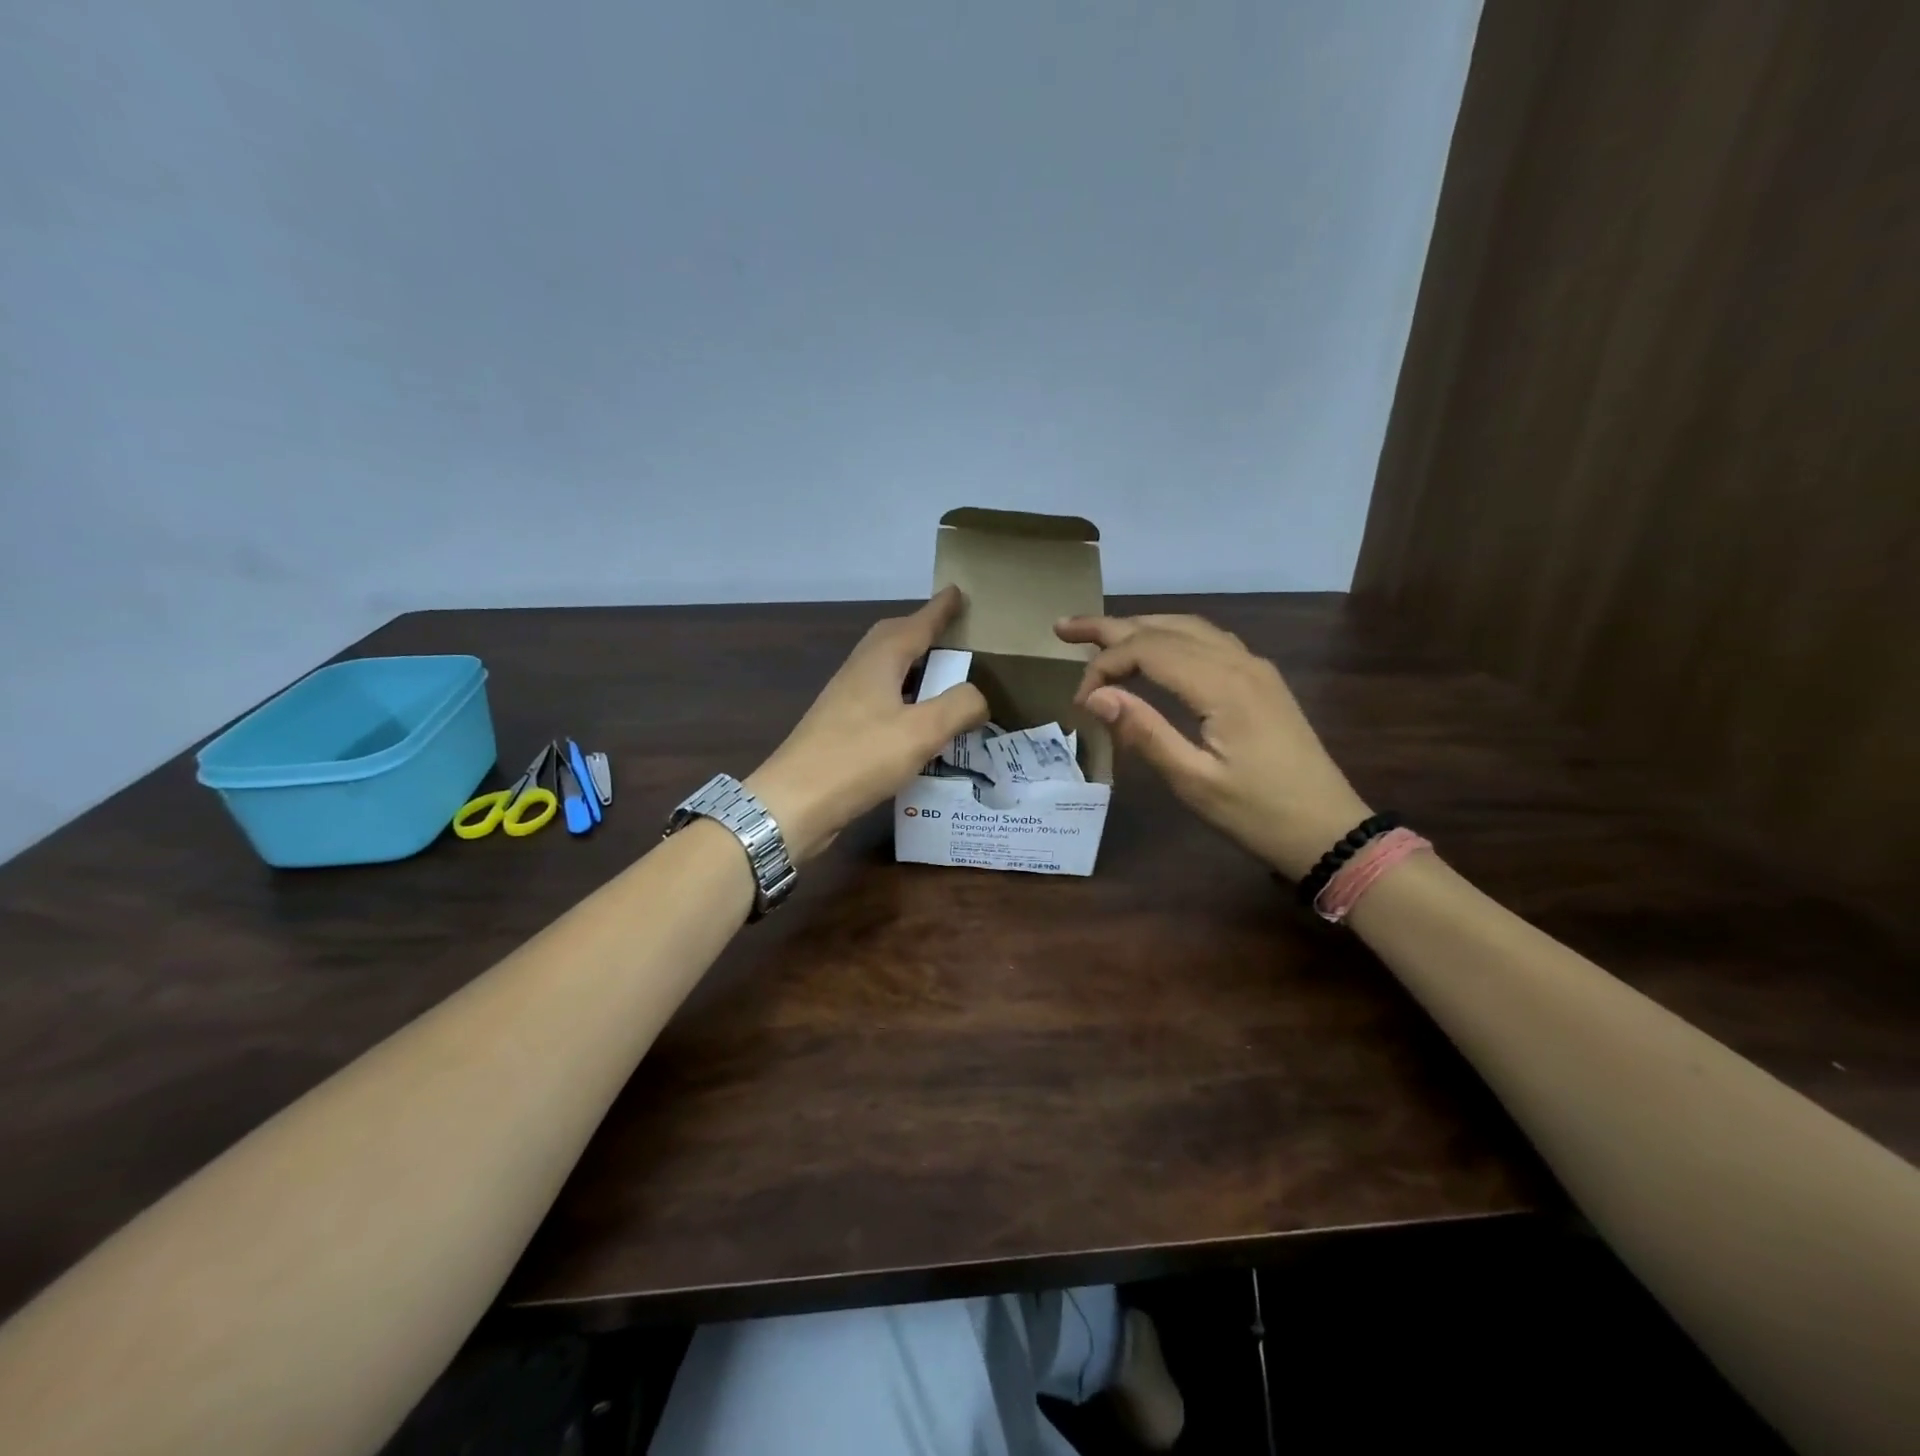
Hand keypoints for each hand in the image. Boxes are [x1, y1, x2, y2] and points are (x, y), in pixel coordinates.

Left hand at [747, 587, 988, 863]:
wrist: (794, 804)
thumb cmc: (859, 758)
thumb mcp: (922, 731)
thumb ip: (958, 706)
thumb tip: (977, 696)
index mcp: (878, 663)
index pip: (914, 625)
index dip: (938, 610)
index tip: (956, 591)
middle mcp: (858, 674)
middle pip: (891, 640)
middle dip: (920, 631)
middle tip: (948, 633)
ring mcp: (844, 703)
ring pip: (883, 671)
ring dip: (911, 667)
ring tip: (939, 678)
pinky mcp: (840, 732)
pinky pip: (880, 701)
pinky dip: (903, 699)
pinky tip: (915, 723)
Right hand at [1055, 614, 1372, 879]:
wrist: (1328, 830)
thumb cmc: (1258, 813)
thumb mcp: (1193, 781)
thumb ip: (1144, 732)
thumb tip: (1095, 697)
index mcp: (1221, 685)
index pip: (1147, 650)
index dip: (1105, 666)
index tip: (1080, 701)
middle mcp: (1238, 662)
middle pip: (1165, 627)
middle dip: (1110, 627)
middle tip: (1063, 628)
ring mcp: (1254, 668)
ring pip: (1188, 628)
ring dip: (1141, 627)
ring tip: (1099, 636)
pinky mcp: (1261, 681)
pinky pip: (1208, 641)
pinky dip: (1170, 637)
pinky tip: (1155, 650)